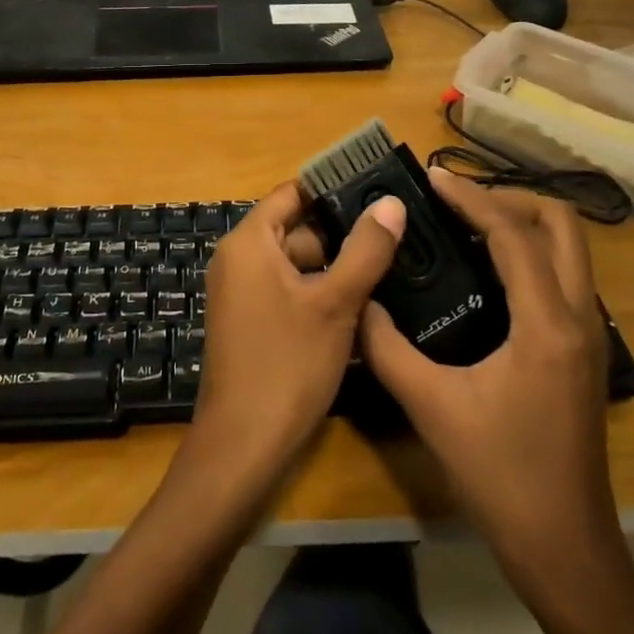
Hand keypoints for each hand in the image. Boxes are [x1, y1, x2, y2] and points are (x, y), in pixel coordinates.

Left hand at [186, 182, 405, 489]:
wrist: (243, 444)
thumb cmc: (288, 364)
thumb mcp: (335, 303)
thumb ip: (365, 250)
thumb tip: (391, 202)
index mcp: (250, 241)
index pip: (293, 193)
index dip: (333, 189)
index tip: (377, 190)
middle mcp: (239, 258)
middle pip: (296, 228)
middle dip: (342, 234)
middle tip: (394, 235)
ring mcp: (242, 291)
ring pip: (296, 262)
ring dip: (335, 267)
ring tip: (388, 267)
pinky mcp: (250, 320)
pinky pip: (287, 289)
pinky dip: (318, 292)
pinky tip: (360, 305)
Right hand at [359, 171, 620, 590]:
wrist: (565, 548)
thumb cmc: (501, 476)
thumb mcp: (431, 407)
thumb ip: (387, 348)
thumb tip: (360, 302)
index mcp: (546, 323)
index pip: (513, 234)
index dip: (471, 197)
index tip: (431, 178)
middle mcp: (579, 316)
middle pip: (561, 225)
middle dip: (509, 199)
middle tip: (456, 201)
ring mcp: (588, 333)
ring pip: (569, 248)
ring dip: (522, 223)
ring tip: (466, 223)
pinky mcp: (583, 350)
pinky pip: (563, 274)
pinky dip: (529, 252)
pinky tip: (486, 270)